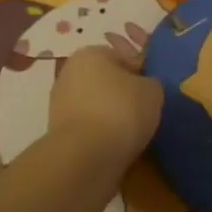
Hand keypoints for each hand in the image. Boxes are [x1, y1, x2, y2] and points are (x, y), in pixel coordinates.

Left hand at [49, 45, 162, 170]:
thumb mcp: (152, 91)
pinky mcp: (58, 133)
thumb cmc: (121, 111)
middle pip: (107, 82)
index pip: (122, 57)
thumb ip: (151, 83)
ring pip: (97, 106)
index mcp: (90, 53)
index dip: (141, 74)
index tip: (153, 93)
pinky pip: (89, 128)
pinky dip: (102, 135)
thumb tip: (145, 88)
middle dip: (124, 95)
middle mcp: (70, 73)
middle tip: (146, 113)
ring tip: (134, 135)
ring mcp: (60, 104)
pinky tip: (117, 147)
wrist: (85, 157)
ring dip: (113, 117)